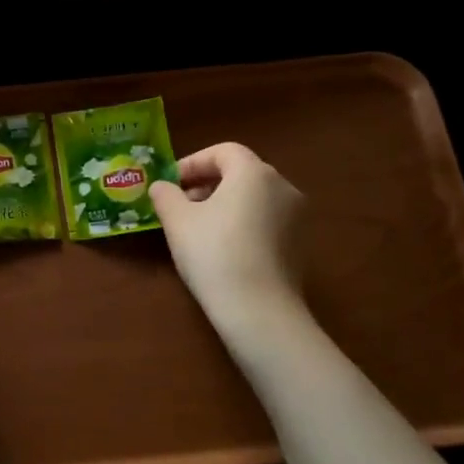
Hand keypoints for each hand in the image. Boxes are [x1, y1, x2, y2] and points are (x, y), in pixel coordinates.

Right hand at [149, 143, 306, 331]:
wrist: (259, 311)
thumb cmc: (214, 254)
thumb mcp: (177, 221)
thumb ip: (166, 195)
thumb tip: (162, 187)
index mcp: (254, 173)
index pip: (223, 151)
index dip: (192, 163)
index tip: (170, 184)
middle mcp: (282, 187)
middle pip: (241, 173)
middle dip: (207, 184)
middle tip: (180, 205)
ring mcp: (297, 217)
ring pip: (254, 198)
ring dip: (225, 204)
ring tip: (198, 229)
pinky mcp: (300, 245)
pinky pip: (266, 221)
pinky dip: (243, 224)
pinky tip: (223, 250)